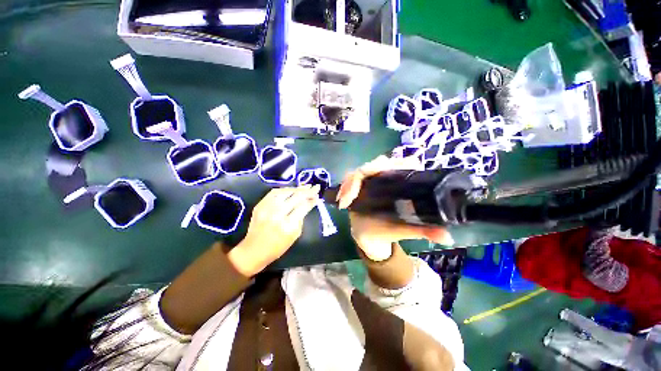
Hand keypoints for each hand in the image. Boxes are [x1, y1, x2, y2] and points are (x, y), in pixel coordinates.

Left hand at [228, 185, 319, 275]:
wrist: (253, 250)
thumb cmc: (278, 247)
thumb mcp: (295, 235)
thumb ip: (301, 218)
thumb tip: (308, 204)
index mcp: (288, 225)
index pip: (303, 206)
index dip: (312, 200)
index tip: (318, 196)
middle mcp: (278, 214)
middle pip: (296, 197)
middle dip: (308, 191)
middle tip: (316, 187)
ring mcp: (267, 208)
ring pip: (285, 191)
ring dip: (297, 188)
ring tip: (305, 187)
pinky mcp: (260, 205)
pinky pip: (274, 192)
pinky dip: (284, 189)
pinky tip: (291, 190)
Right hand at [337, 155, 453, 260]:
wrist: (370, 236)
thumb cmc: (389, 231)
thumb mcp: (406, 230)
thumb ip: (424, 231)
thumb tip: (447, 237)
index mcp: (402, 182)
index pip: (404, 163)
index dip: (397, 164)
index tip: (383, 176)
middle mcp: (386, 177)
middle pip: (378, 163)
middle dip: (365, 173)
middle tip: (354, 194)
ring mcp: (370, 180)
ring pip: (361, 170)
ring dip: (351, 182)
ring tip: (345, 200)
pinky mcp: (357, 185)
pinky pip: (350, 178)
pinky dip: (345, 186)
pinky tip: (342, 199)